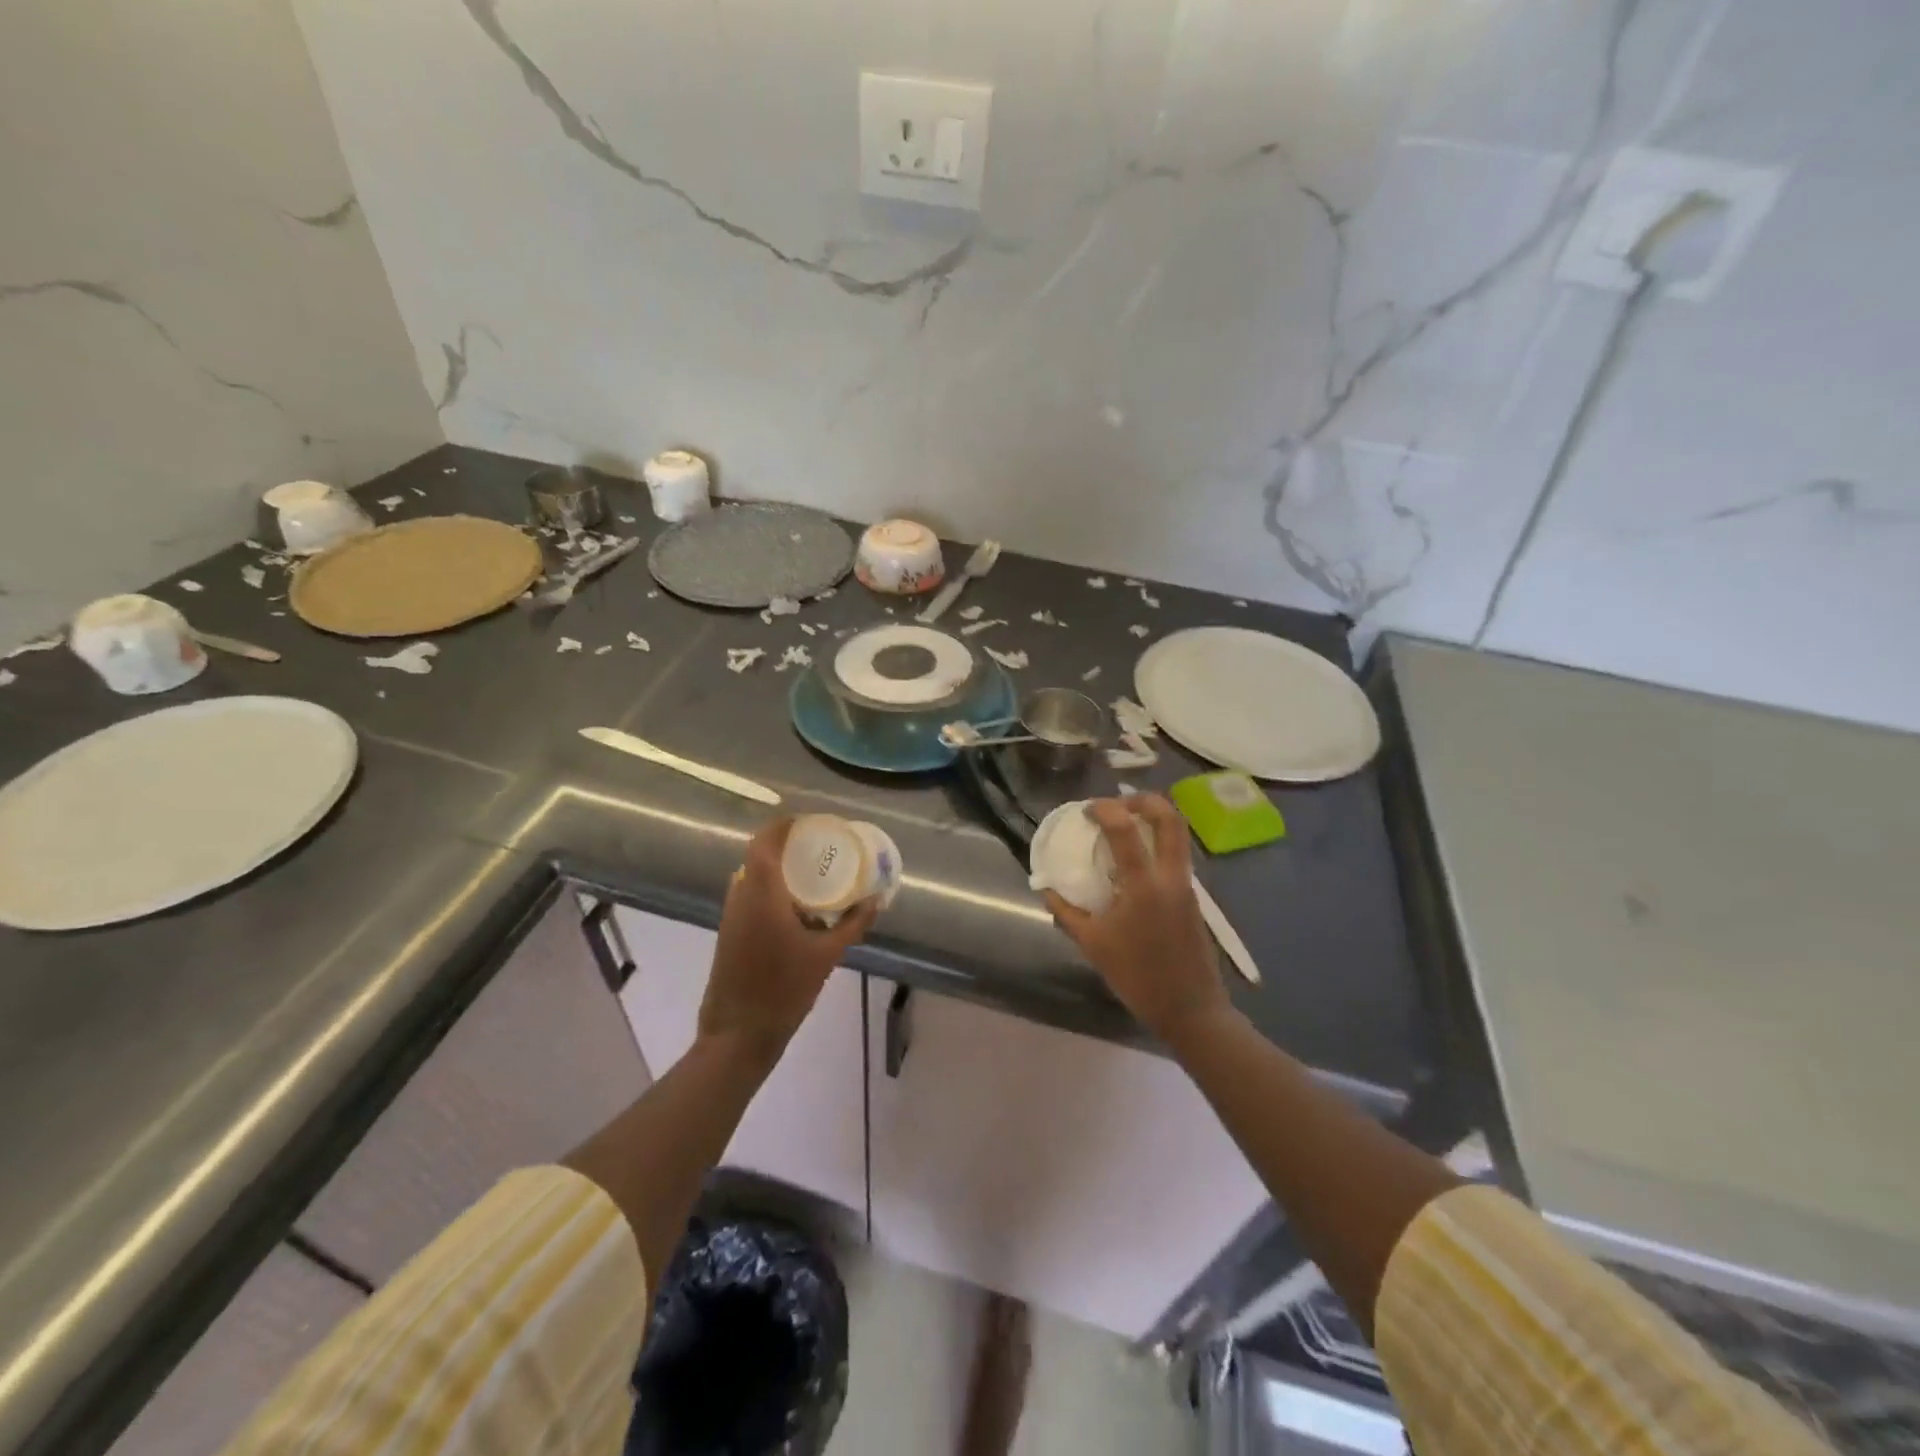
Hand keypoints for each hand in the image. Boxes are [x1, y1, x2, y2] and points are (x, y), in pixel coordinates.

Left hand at [699, 817, 878, 1067]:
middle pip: (760, 855)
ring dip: (779, 868)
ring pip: (753, 875)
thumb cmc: (784, 989)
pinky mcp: (729, 931)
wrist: (738, 1033)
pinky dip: (772, 889)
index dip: (785, 824)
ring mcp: (731, 914)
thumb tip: (875, 900)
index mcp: (762, 893)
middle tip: (820, 846)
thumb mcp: (827, 955)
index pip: (766, 841)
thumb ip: (853, 924)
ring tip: (812, 872)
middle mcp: (741, 895)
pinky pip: (751, 895)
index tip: (812, 821)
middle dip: (788, 845)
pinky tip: (797, 905)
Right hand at [1043, 795, 1230, 1044]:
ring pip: (1178, 833)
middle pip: (1169, 817)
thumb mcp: (1093, 945)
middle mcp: (1171, 876)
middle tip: (1116, 804)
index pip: (1126, 829)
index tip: (1086, 810)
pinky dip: (1157, 842)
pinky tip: (1134, 859)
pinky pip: (1176, 853)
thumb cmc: (1138, 977)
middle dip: (1142, 799)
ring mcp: (1186, 885)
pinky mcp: (1192, 896)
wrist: (1190, 1009)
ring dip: (1153, 818)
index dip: (1105, 809)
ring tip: (1124, 825)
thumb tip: (1047, 890)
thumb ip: (1066, 913)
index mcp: (1144, 885)